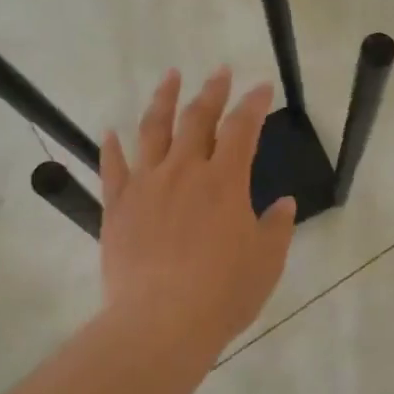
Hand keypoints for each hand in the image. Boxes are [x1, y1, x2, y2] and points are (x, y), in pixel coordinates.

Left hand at [99, 67, 296, 362]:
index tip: (261, 87)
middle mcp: (184, 171)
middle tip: (220, 71)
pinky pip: (112, 168)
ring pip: (153, 130)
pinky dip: (111, 147)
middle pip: (197, 119)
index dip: (253, 104)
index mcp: (225, 181)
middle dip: (212, 91)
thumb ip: (276, 227)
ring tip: (170, 76)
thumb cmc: (223, 293)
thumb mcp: (265, 262)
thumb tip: (283, 204)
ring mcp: (146, 185)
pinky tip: (110, 132)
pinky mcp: (117, 206)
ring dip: (163, 99)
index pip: (242, 129)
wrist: (161, 321)